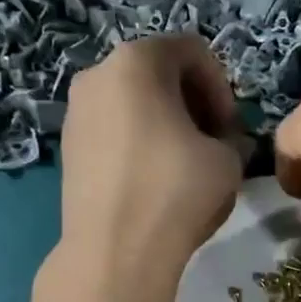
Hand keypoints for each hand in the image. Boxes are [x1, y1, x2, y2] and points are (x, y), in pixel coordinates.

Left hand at [55, 35, 243, 288]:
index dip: (222, 86)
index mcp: (137, 60)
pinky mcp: (67, 146)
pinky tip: (154, 179)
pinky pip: (113, 128)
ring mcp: (76, 111)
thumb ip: (233, 138)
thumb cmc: (177, 191)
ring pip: (133, 101)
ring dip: (166, 122)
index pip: (193, 50)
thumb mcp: (229, 159)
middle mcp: (98, 74)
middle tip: (213, 141)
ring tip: (185, 162)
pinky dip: (139, 141)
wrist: (115, 250)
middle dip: (193, 102)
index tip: (231, 127)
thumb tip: (225, 142)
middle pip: (159, 72)